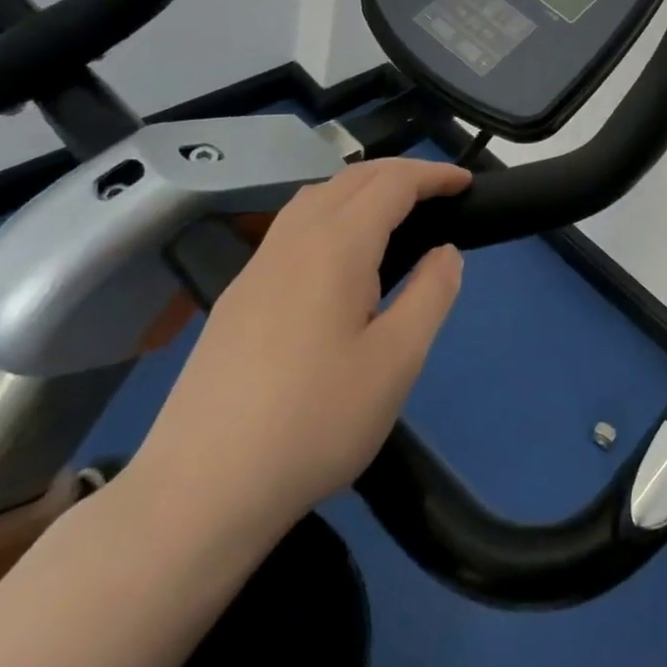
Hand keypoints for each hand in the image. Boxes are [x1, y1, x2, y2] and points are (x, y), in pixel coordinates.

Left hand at [122, 158, 470, 545]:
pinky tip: (338, 254)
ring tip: (394, 212)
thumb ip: (431, 294)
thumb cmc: (314, 423)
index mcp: (335, 247)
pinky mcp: (237, 298)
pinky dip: (331, 211)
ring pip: (315, 197)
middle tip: (439, 191)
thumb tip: (446, 252)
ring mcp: (256, 268)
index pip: (392, 184)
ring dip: (362, 187)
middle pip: (351, 179)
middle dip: (400, 172)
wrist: (199, 493)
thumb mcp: (397, 362)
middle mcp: (293, 241)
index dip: (433, 175)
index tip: (467, 182)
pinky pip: (292, 226)